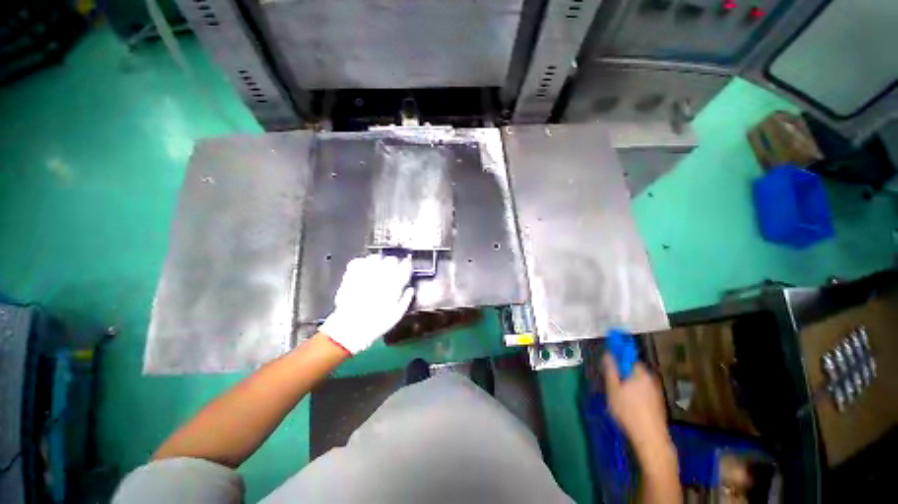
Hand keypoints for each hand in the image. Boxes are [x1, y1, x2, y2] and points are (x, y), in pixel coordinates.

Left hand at [319, 254, 414, 354]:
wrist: (350, 329)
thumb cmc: (376, 324)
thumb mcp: (397, 315)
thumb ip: (406, 299)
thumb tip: (410, 289)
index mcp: (394, 284)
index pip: (405, 267)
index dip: (407, 265)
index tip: (407, 267)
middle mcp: (380, 276)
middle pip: (391, 259)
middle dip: (394, 262)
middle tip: (394, 268)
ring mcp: (365, 274)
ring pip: (376, 257)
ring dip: (379, 260)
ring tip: (379, 266)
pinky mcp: (351, 275)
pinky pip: (358, 261)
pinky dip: (363, 262)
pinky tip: (364, 268)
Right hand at [602, 355, 672, 461]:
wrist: (650, 438)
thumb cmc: (629, 411)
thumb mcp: (613, 389)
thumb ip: (610, 370)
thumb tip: (608, 354)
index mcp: (639, 372)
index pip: (627, 355)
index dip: (617, 354)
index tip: (608, 357)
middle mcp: (650, 378)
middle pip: (632, 368)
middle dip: (621, 372)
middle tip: (610, 382)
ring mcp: (655, 390)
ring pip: (637, 380)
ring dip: (627, 383)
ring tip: (618, 396)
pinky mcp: (657, 402)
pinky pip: (643, 390)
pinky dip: (635, 392)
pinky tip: (629, 405)